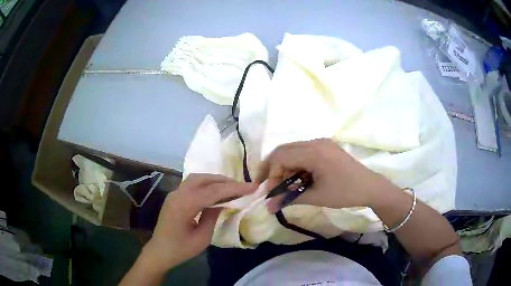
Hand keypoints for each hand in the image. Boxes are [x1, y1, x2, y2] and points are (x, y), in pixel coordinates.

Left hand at [142, 174, 256, 271]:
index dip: (234, 188)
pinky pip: (192, 184)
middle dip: (225, 181)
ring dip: (215, 180)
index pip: (213, 191)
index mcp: (184, 205)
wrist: (159, 251)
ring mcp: (174, 193)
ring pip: (197, 178)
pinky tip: (216, 191)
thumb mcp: (202, 238)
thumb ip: (212, 217)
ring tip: (231, 186)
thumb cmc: (180, 249)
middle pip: (204, 179)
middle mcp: (178, 194)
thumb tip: (223, 203)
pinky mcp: (174, 196)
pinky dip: (206, 183)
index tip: (253, 187)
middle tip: (243, 186)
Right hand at [258, 138, 392, 211]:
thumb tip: (268, 207)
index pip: (280, 157)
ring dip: (285, 167)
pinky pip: (303, 152)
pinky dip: (296, 164)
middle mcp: (315, 142)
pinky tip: (299, 178)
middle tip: (271, 186)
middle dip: (274, 169)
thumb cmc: (345, 193)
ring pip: (293, 150)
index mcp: (314, 152)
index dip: (271, 175)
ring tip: (286, 185)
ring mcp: (322, 143)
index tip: (271, 192)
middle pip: (283, 150)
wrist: (370, 187)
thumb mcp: (316, 197)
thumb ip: (289, 199)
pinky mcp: (326, 147)